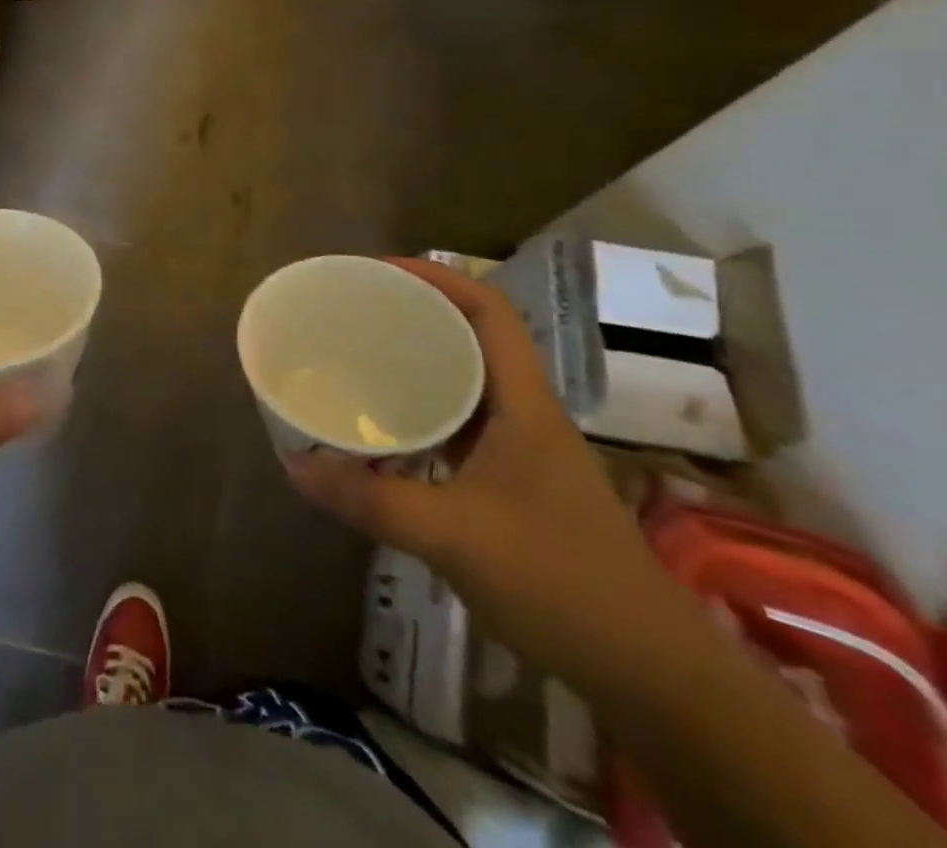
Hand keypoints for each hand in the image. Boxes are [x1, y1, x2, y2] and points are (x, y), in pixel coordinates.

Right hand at [286, 259, 678, 681]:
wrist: (653, 675)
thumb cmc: (562, 583)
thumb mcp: (454, 536)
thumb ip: (371, 501)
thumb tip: (294, 466)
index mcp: (524, 403)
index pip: (488, 312)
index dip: (437, 278)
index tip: (378, 271)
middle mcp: (525, 416)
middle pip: (472, 340)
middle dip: (416, 316)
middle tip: (355, 312)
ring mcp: (524, 454)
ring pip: (466, 386)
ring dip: (418, 366)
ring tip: (359, 359)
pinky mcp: (516, 488)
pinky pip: (460, 429)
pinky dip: (422, 416)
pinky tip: (385, 436)